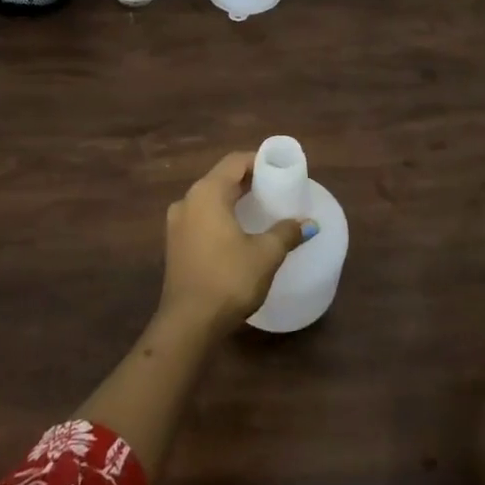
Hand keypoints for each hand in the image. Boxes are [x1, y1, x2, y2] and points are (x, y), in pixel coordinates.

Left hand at [159, 151, 315, 335]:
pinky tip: (238, 231)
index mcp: (207, 193)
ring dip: (233, 198)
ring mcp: (177, 223)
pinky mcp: (175, 244)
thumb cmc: (228, 280)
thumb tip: (309, 223)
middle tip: (275, 188)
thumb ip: (287, 233)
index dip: (259, 161)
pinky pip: (201, 216)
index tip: (280, 170)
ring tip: (259, 209)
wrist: (188, 324)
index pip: (235, 162)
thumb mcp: (265, 255)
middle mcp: (188, 200)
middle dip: (248, 180)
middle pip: (221, 178)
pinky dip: (220, 215)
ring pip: (209, 198)